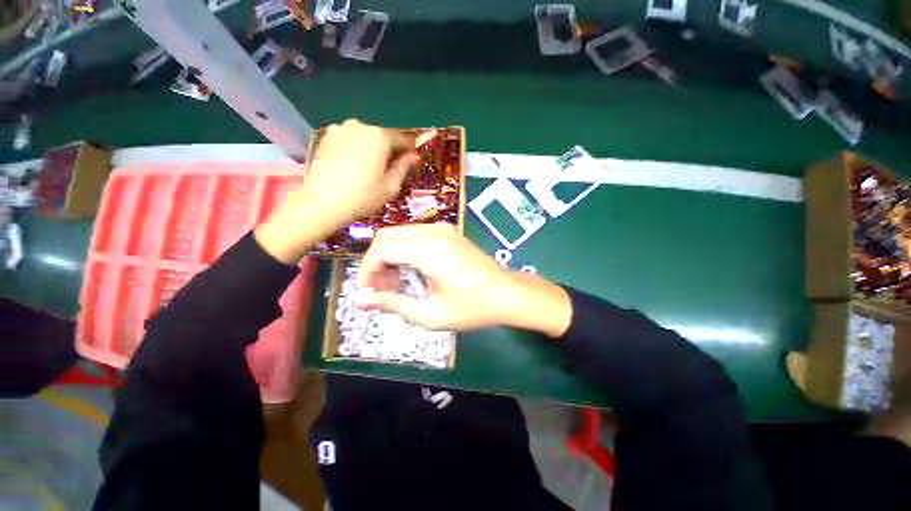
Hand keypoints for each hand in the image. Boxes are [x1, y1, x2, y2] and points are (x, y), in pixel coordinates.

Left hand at [296, 119, 418, 225]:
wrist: (322, 203)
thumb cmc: (363, 197)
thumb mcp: (390, 186)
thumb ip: (403, 167)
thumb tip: (414, 156)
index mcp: (380, 137)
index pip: (401, 139)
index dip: (408, 150)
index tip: (412, 160)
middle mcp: (360, 126)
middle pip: (382, 136)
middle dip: (389, 149)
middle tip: (392, 166)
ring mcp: (340, 129)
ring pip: (364, 137)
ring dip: (371, 148)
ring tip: (372, 167)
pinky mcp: (326, 137)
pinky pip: (348, 140)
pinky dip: (355, 148)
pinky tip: (354, 165)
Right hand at [356, 224, 572, 336]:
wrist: (506, 293)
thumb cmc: (472, 308)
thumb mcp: (431, 314)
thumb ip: (394, 304)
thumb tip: (361, 301)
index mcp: (430, 250)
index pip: (382, 249)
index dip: (367, 270)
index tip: (368, 292)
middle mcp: (434, 232)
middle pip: (387, 236)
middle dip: (376, 262)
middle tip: (380, 289)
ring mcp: (442, 228)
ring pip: (399, 234)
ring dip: (389, 256)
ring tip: (395, 283)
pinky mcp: (447, 232)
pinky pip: (414, 235)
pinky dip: (404, 251)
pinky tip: (411, 272)